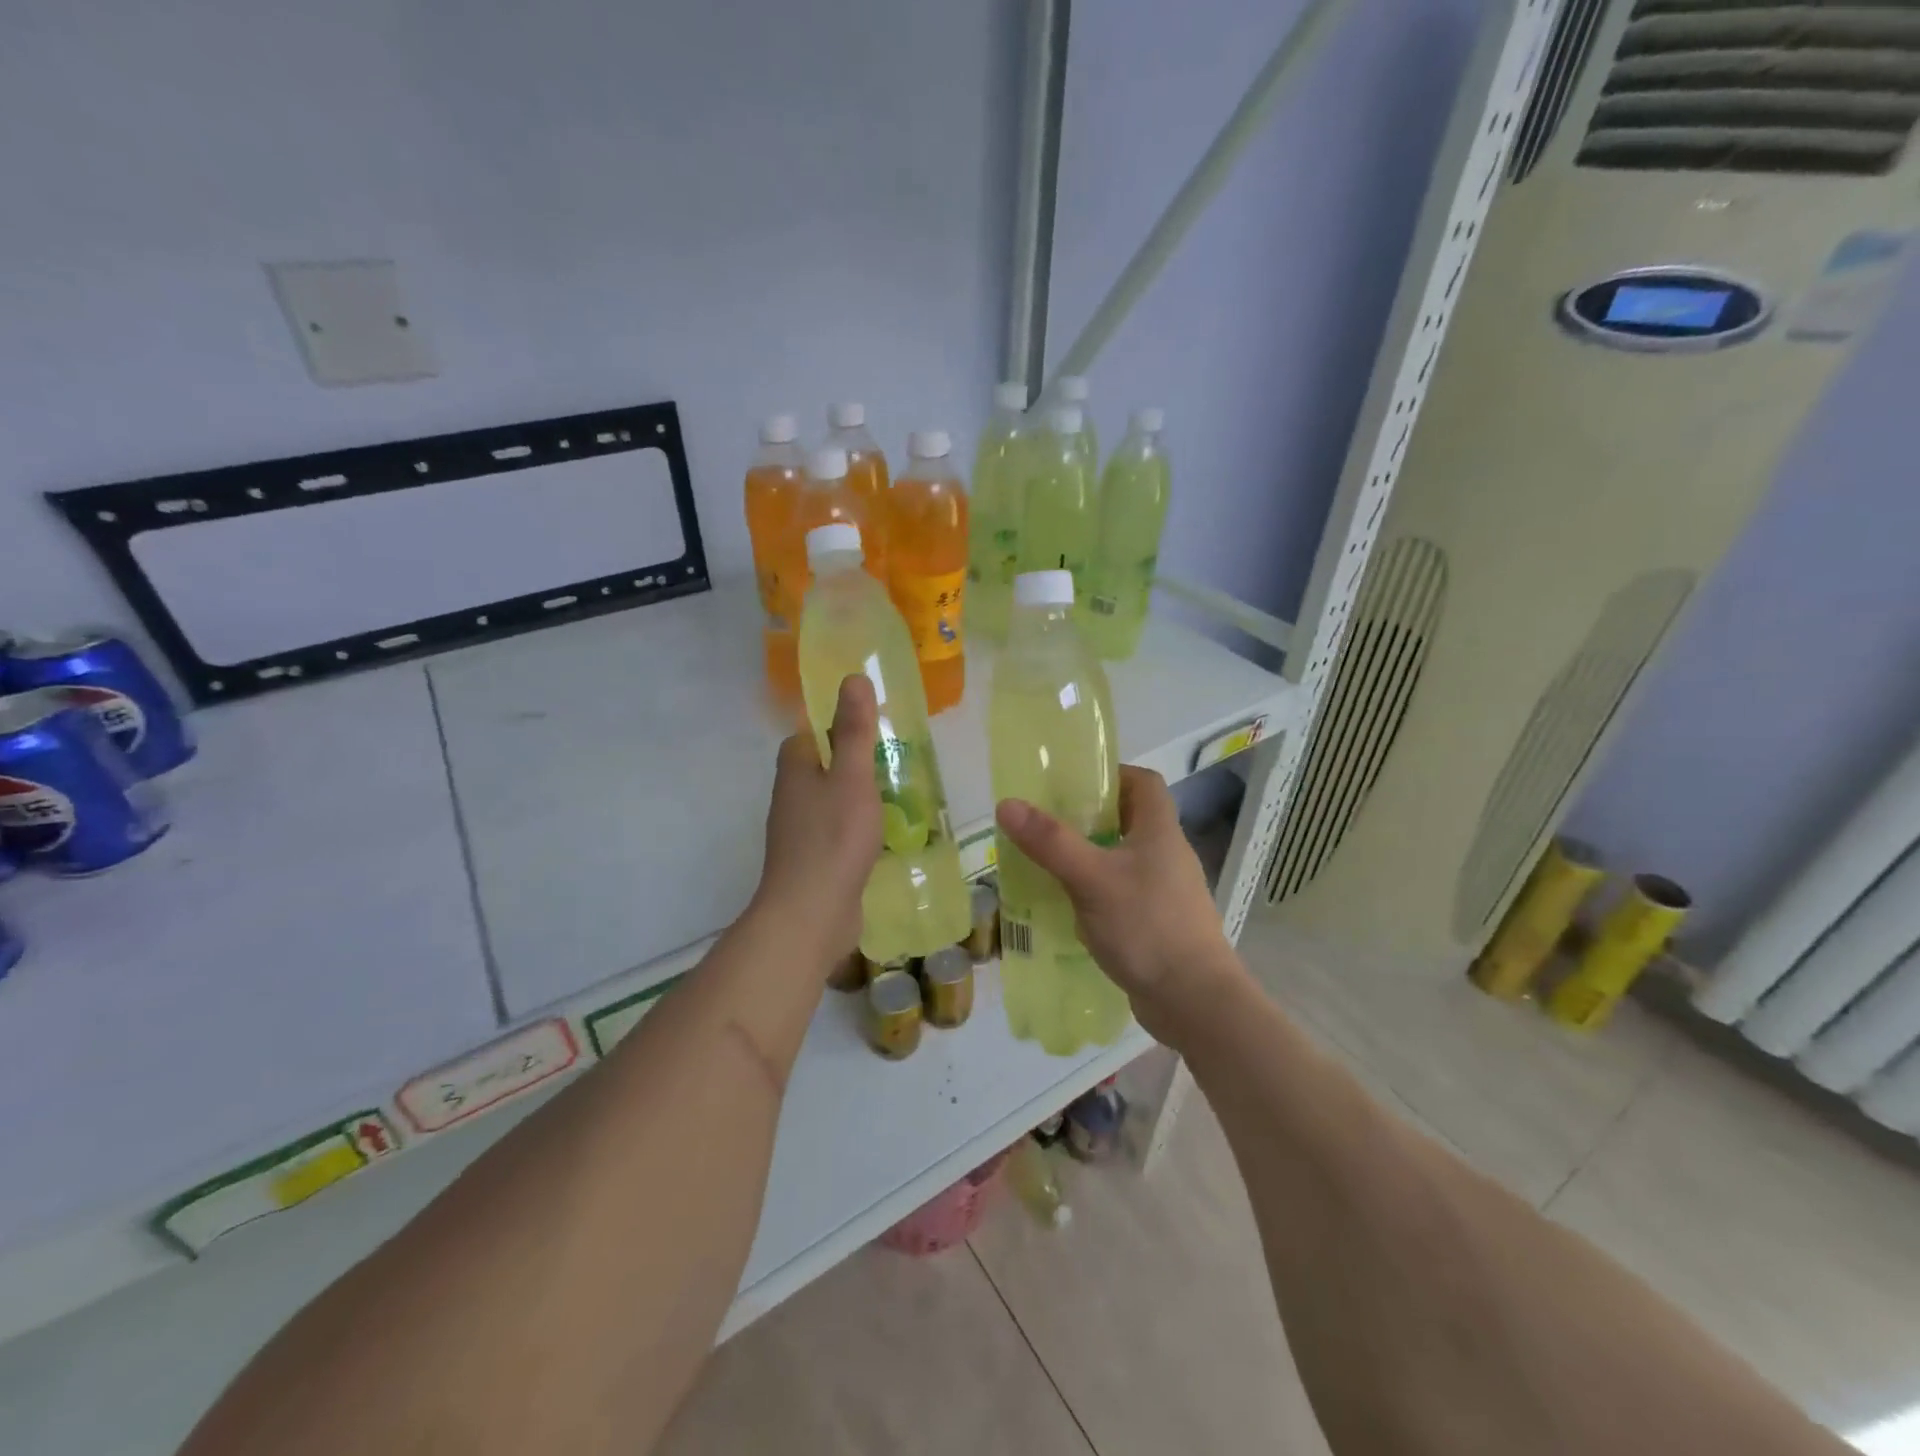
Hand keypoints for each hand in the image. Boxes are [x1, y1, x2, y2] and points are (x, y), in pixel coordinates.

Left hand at [753, 674, 882, 969]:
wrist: (810, 914)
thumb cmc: (833, 838)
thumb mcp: (852, 777)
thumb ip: (854, 730)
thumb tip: (853, 677)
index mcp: (794, 771)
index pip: (807, 736)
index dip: (833, 726)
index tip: (868, 727)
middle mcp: (790, 799)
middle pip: (818, 769)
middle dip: (849, 763)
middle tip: (890, 761)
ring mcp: (799, 834)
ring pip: (828, 802)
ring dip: (854, 797)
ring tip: (894, 796)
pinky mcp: (813, 864)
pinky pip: (835, 834)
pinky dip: (855, 829)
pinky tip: (881, 838)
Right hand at [995, 766, 1242, 1042]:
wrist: (1194, 1000)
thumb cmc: (1146, 926)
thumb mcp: (1091, 878)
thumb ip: (1050, 842)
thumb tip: (1007, 804)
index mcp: (1160, 831)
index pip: (1144, 782)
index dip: (1111, 774)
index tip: (1073, 784)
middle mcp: (1167, 854)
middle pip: (1128, 819)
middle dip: (1088, 818)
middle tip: (1047, 823)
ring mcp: (1164, 891)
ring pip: (1122, 859)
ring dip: (1088, 857)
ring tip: (1047, 863)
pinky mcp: (1157, 923)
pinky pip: (1121, 894)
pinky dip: (1095, 892)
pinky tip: (1067, 908)